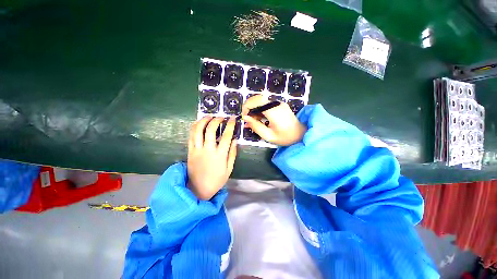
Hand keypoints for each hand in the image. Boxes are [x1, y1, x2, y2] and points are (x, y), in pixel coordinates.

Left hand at [187, 116, 236, 199]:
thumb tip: (235, 140)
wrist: (198, 189)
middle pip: (210, 130)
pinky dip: (194, 127)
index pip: (226, 136)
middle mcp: (208, 150)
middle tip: (220, 117)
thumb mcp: (229, 169)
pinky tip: (198, 123)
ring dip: (203, 121)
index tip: (232, 118)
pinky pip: (190, 136)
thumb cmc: (217, 180)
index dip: (230, 125)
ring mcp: (197, 150)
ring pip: (198, 131)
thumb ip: (232, 154)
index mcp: (219, 155)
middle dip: (216, 120)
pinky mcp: (190, 151)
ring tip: (209, 116)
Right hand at [242, 95, 306, 145]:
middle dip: (249, 107)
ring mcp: (279, 103)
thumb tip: (245, 118)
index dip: (247, 107)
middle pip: (258, 98)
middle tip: (248, 119)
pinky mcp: (279, 104)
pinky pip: (266, 103)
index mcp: (274, 111)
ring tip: (254, 120)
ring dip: (254, 108)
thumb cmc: (285, 137)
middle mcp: (276, 104)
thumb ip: (256, 126)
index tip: (244, 117)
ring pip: (261, 99)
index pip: (257, 101)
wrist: (300, 134)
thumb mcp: (268, 136)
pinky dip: (259, 108)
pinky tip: (260, 118)